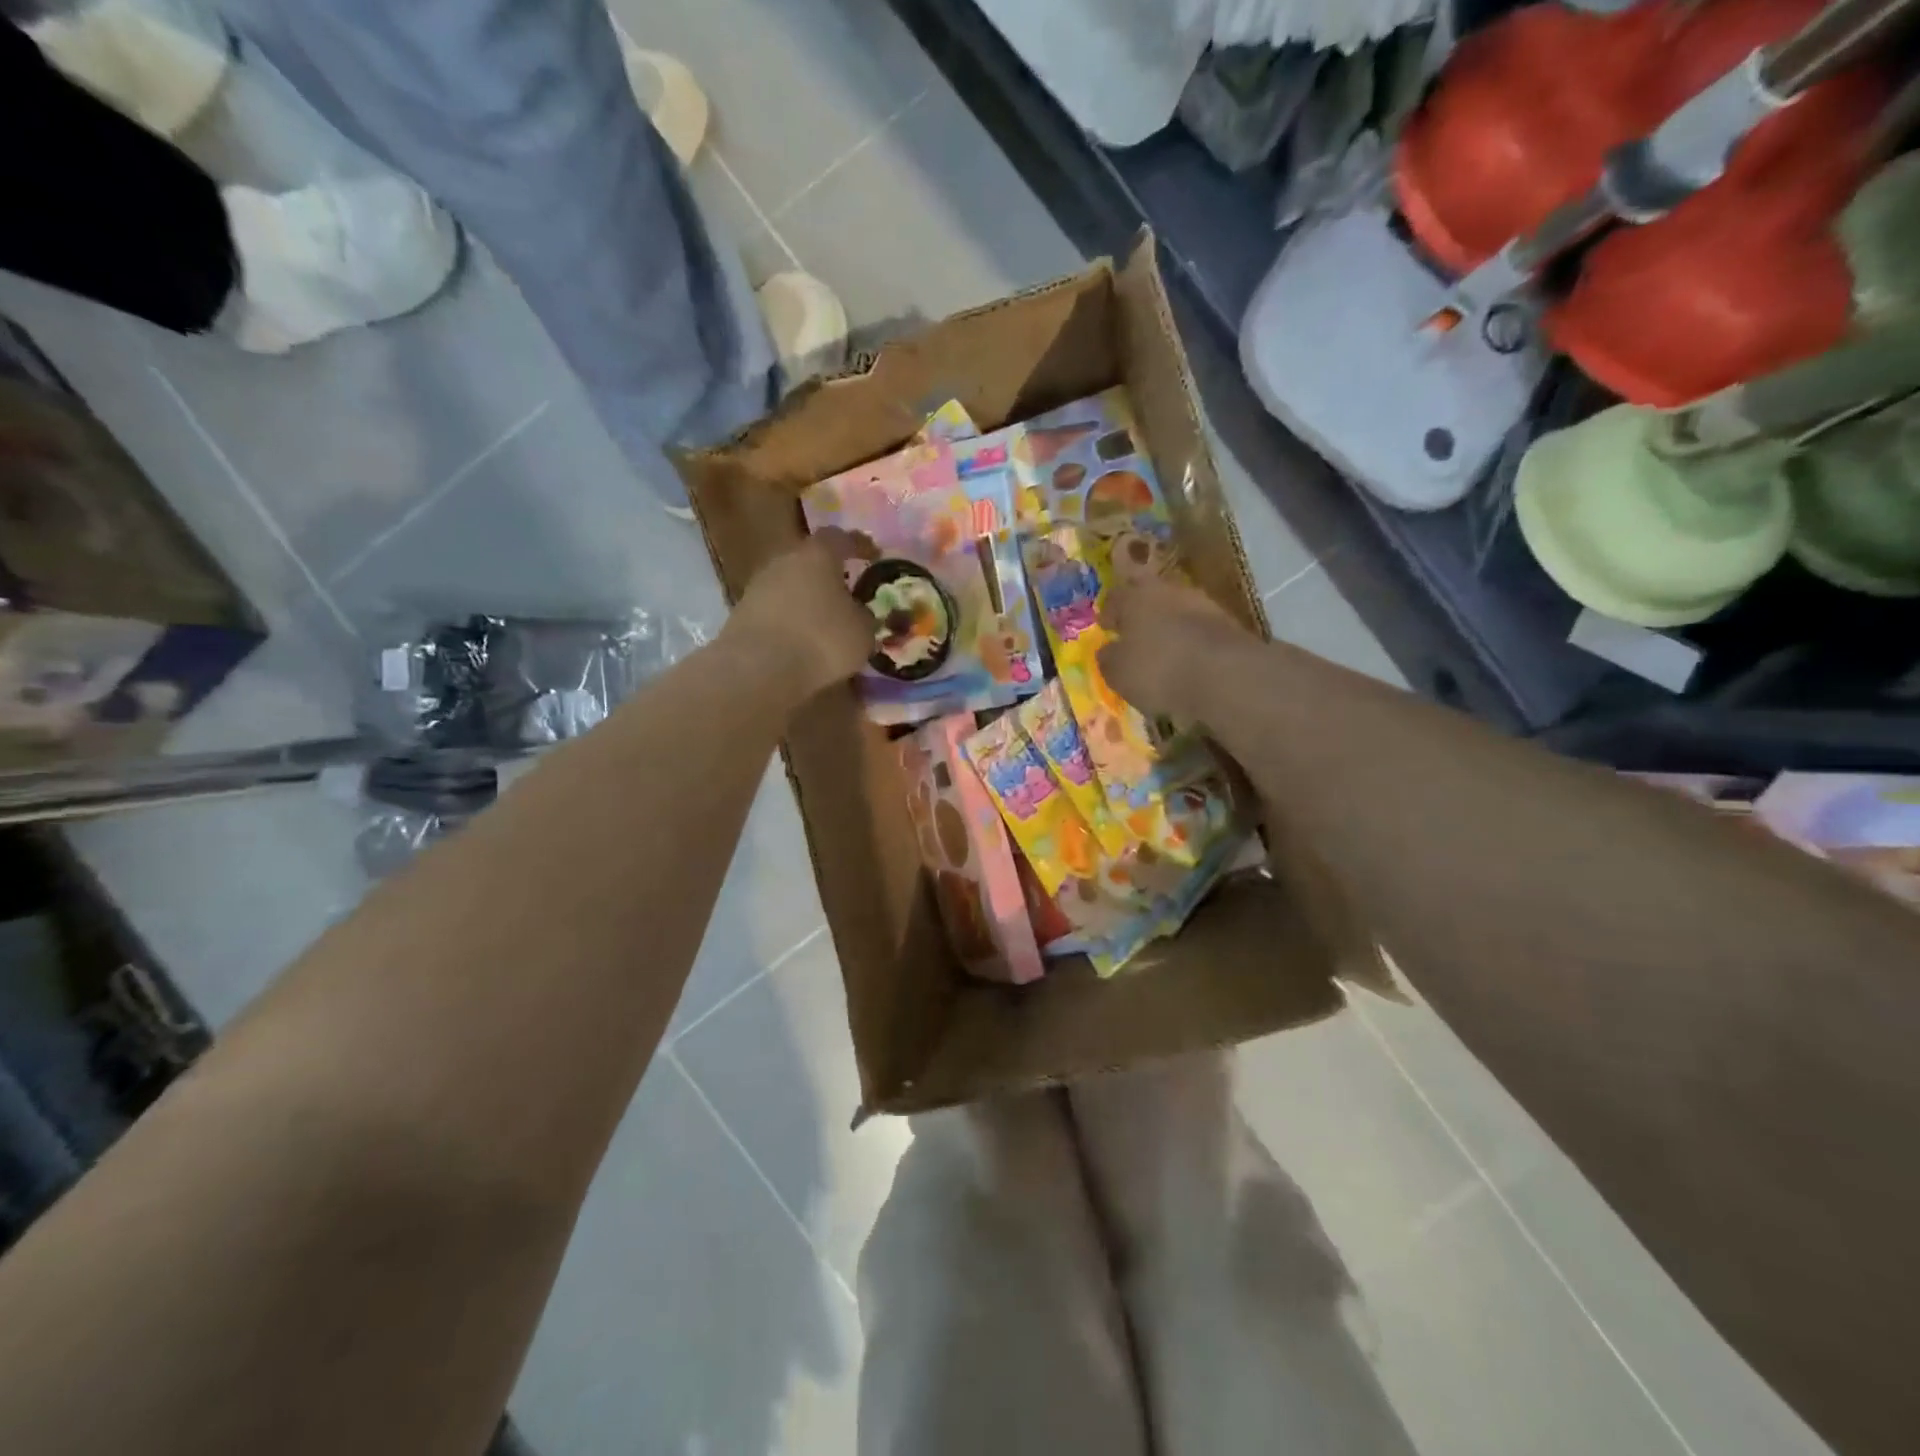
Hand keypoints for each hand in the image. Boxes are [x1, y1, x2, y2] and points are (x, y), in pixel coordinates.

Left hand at [725, 529, 876, 699]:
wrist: (758, 668)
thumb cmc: (821, 640)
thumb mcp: (862, 632)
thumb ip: (863, 616)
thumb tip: (858, 613)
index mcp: (817, 555)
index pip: (839, 538)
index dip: (857, 545)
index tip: (872, 555)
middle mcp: (784, 561)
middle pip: (809, 560)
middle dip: (828, 575)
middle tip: (845, 592)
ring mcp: (758, 586)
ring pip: (789, 586)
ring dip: (806, 600)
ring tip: (823, 623)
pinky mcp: (741, 614)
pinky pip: (774, 611)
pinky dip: (789, 621)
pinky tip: (800, 642)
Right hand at [1097, 576, 1250, 718]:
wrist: (1226, 675)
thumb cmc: (1158, 669)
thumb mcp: (1118, 672)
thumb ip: (1108, 658)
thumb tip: (1108, 650)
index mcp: (1134, 597)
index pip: (1115, 596)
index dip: (1108, 612)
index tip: (1106, 626)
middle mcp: (1168, 591)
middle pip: (1149, 596)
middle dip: (1140, 613)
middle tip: (1132, 632)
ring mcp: (1202, 603)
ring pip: (1176, 610)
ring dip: (1167, 625)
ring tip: (1161, 648)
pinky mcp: (1228, 623)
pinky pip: (1198, 628)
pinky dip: (1189, 640)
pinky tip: (1186, 658)